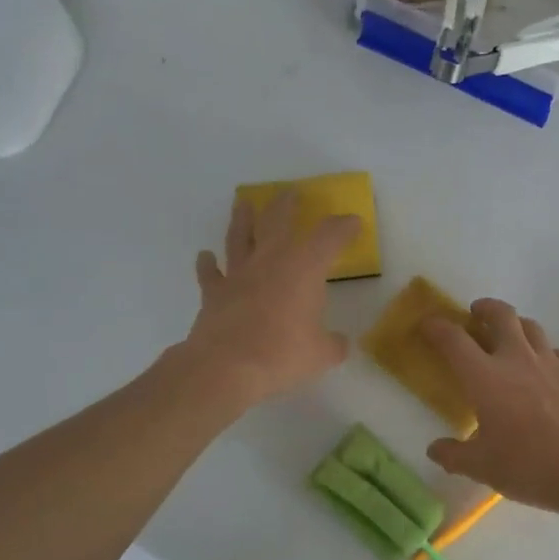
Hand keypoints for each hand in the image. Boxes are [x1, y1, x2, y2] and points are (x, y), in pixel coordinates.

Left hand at [183, 192, 357, 407]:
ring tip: (243, 204)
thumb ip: (333, 344)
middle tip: (291, 192)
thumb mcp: (321, 354)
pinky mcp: (214, 293)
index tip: (353, 222)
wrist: (225, 367)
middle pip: (278, 221)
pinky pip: (210, 273)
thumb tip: (339, 343)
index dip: (344, 227)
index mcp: (304, 268)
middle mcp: (271, 261)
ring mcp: (238, 274)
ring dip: (242, 219)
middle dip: (287, 205)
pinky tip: (205, 256)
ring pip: (240, 237)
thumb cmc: (281, 354)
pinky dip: (208, 264)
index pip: (329, 237)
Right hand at [422, 299, 558, 517]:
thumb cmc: (531, 466)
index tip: (427, 323)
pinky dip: (545, 353)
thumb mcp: (484, 468)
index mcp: (485, 377)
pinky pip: (557, 352)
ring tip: (511, 337)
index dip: (437, 327)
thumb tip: (434, 449)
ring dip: (517, 325)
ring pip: (532, 327)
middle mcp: (517, 359)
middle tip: (476, 313)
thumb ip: (455, 456)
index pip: (454, 340)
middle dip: (485, 308)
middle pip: (501, 315)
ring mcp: (552, 362)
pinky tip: (547, 371)